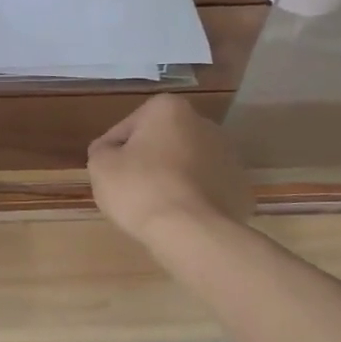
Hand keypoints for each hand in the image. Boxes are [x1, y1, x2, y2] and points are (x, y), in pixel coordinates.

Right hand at [87, 95, 251, 245]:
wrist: (191, 232)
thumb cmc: (140, 189)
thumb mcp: (100, 166)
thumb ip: (101, 150)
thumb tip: (109, 151)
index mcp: (169, 109)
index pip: (127, 128)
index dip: (112, 152)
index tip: (108, 174)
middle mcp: (204, 124)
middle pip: (161, 143)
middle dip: (147, 161)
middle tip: (129, 190)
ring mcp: (228, 156)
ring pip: (186, 166)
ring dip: (171, 179)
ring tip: (154, 207)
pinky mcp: (240, 188)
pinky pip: (206, 189)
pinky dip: (193, 199)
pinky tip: (179, 217)